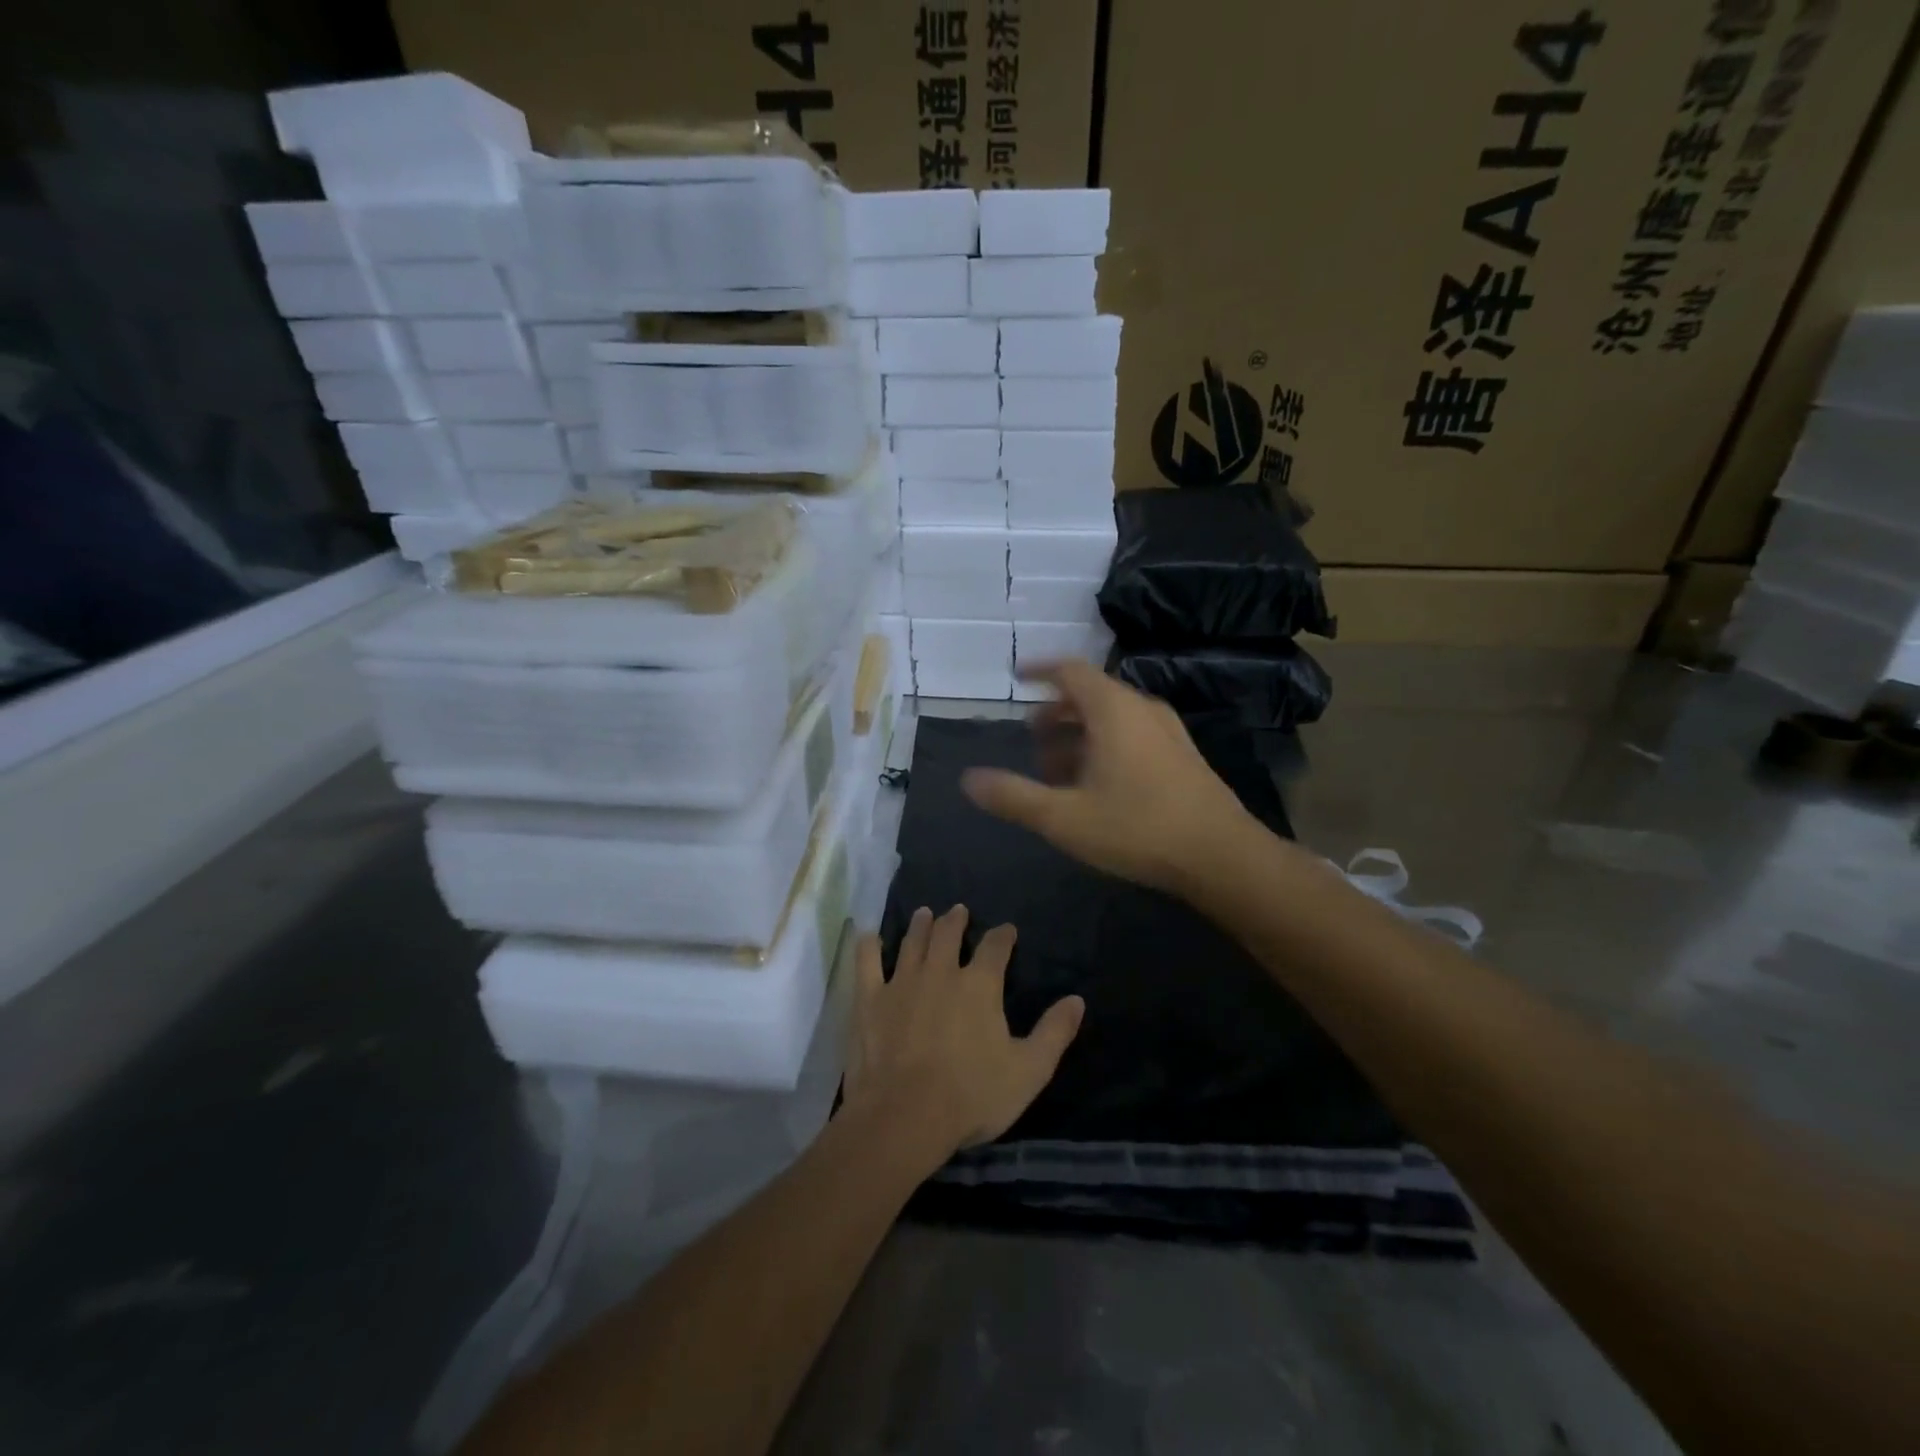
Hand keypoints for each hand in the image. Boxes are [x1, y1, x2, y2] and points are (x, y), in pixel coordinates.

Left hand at [842, 906, 1084, 1160]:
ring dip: (920, 925)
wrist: (904, 1117)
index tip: (1007, 930)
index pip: (995, 947)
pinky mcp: (870, 1000)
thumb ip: (1054, 1032)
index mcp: (979, 984)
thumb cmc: (972, 1096)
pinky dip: (867, 946)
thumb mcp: (1029, 1070)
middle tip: (958, 911)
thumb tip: (1077, 999)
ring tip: (924, 913)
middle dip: (956, 920)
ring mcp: (901, 982)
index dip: (1003, 936)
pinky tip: (868, 935)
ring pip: (912, 942)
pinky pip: (866, 963)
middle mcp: (940, 971)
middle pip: (948, 934)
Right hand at [960, 659, 1255, 895]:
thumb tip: (968, 780)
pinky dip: (1104, 747)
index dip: (1040, 670)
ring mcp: (1168, 733)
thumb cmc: (1137, 828)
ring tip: (1056, 769)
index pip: (1070, 671)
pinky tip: (1096, 787)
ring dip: (1079, 735)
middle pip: (1090, 695)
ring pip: (1113, 719)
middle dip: (1056, 713)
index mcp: (1113, 710)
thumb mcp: (1064, 817)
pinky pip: (1133, 736)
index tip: (1018, 675)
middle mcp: (1142, 710)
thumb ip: (1014, 797)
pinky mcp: (1182, 757)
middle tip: (1031, 737)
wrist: (1222, 857)